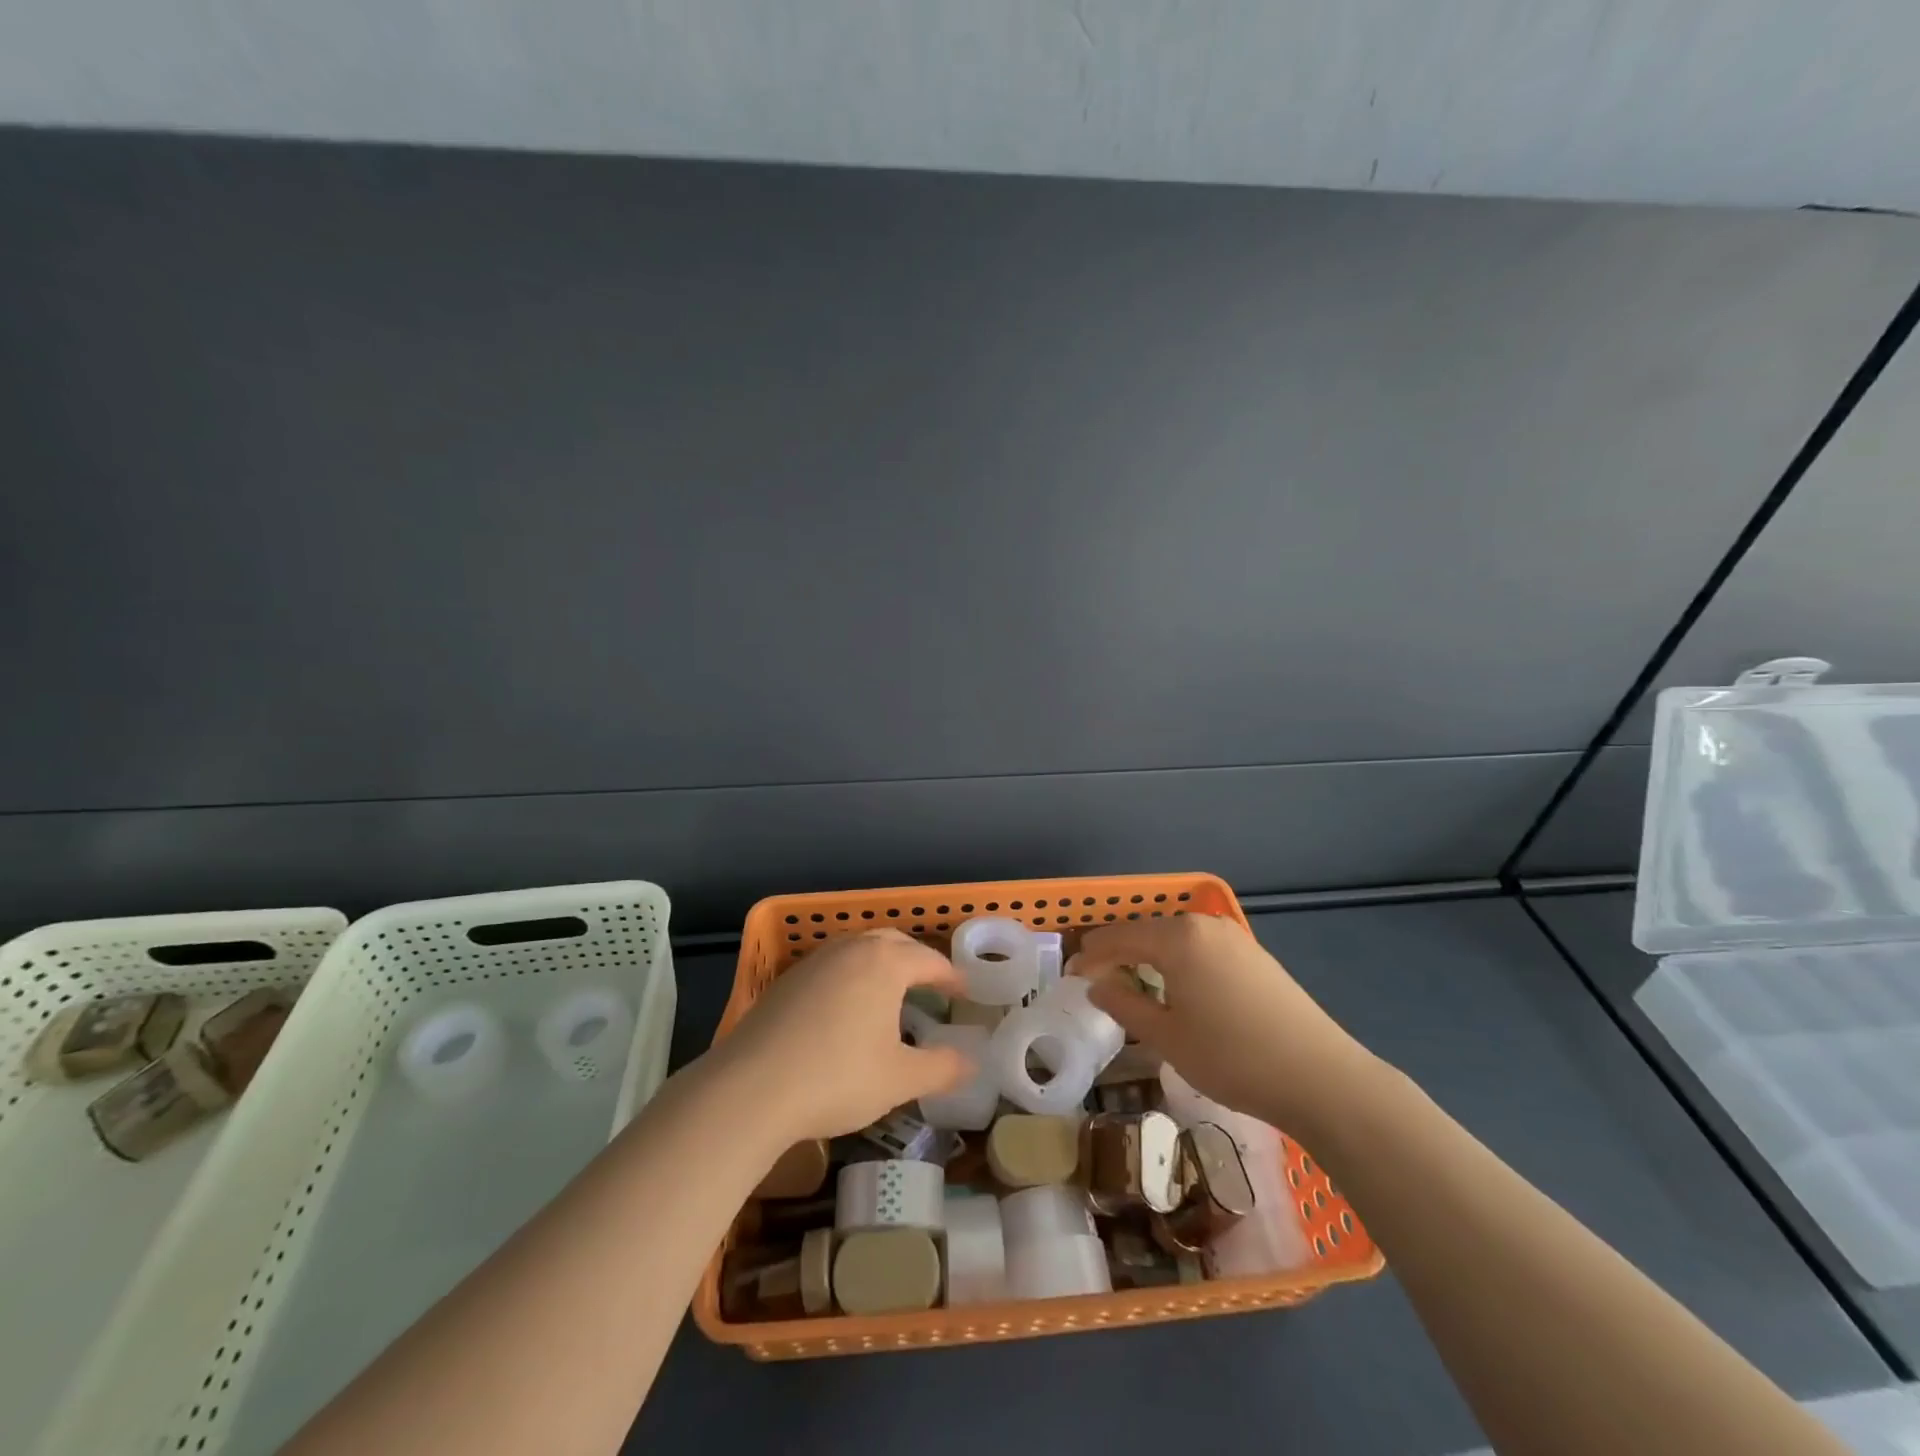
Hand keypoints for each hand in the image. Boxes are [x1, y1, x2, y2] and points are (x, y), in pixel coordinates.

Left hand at [714, 929, 971, 1141]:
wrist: (750, 1089)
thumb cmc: (837, 1078)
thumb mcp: (900, 1079)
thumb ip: (942, 1067)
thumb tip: (972, 1061)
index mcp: (885, 963)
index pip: (929, 961)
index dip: (952, 977)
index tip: (966, 991)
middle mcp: (851, 950)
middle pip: (893, 942)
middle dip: (916, 960)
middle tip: (932, 985)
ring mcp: (814, 961)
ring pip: (858, 949)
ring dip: (881, 964)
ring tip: (891, 993)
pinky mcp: (786, 981)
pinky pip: (832, 966)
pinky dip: (850, 977)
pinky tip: (846, 1009)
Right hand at [1074, 914, 1377, 1133]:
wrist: (1321, 1078)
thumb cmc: (1232, 1057)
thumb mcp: (1167, 1037)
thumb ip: (1124, 1004)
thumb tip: (1096, 986)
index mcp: (1177, 937)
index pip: (1118, 937)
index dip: (1090, 956)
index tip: (1070, 977)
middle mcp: (1204, 925)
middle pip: (1146, 932)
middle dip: (1117, 954)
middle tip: (1095, 981)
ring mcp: (1234, 938)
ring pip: (1175, 940)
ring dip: (1147, 958)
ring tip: (1129, 985)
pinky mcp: (1255, 955)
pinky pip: (1200, 949)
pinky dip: (1176, 962)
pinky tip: (1175, 988)